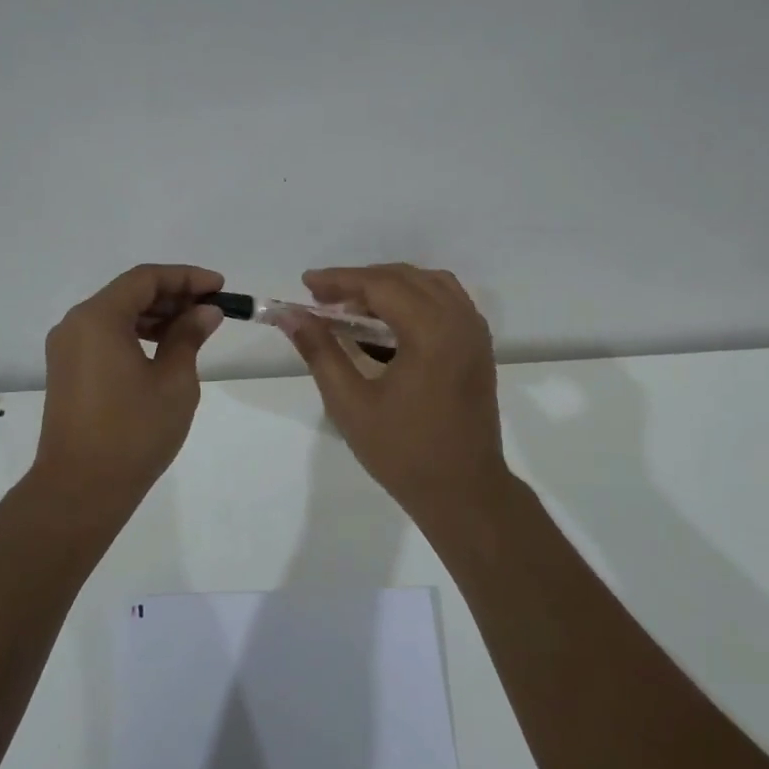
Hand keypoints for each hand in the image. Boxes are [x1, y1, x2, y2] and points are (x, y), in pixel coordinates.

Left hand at [33, 264, 225, 509]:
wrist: (81, 488)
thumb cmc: (133, 432)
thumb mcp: (174, 381)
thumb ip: (189, 337)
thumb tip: (205, 311)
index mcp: (98, 319)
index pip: (145, 279)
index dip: (186, 277)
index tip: (219, 287)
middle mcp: (76, 324)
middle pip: (128, 293)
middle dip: (172, 295)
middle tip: (211, 308)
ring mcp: (67, 348)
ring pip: (116, 314)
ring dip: (155, 315)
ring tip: (194, 328)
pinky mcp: (68, 370)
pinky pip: (105, 336)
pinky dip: (136, 334)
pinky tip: (165, 348)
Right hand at [280, 264, 512, 521]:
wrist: (464, 491)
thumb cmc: (403, 452)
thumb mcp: (350, 403)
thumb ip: (319, 351)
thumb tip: (289, 315)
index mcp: (431, 331)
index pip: (380, 285)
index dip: (339, 280)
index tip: (306, 284)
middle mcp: (460, 320)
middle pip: (405, 277)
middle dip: (361, 281)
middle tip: (322, 299)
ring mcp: (475, 332)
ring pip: (429, 284)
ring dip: (389, 286)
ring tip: (353, 306)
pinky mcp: (479, 346)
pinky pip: (447, 301)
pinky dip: (415, 298)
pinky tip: (389, 321)